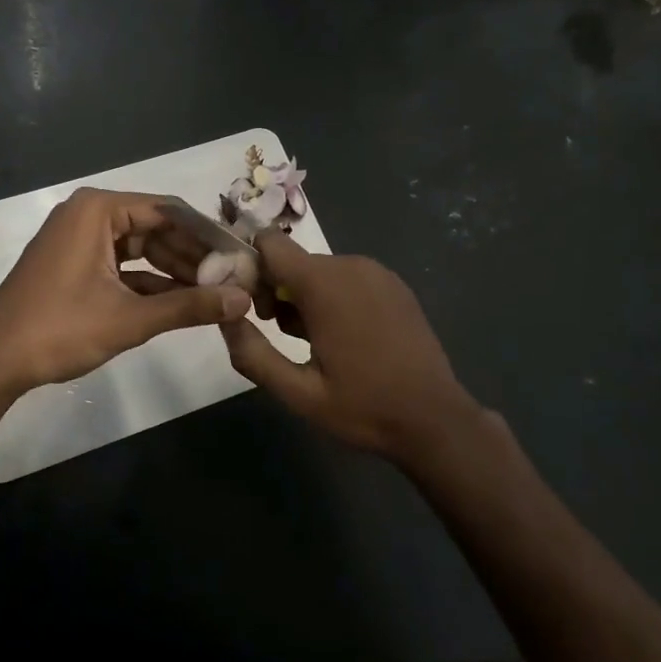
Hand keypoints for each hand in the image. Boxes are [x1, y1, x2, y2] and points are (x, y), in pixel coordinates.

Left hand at [0, 188, 251, 394]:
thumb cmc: (59, 329)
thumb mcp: (130, 318)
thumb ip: (189, 307)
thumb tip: (243, 301)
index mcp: (99, 209)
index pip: (169, 211)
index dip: (207, 235)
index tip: (241, 256)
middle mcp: (90, 214)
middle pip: (157, 228)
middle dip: (193, 256)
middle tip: (233, 279)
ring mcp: (81, 239)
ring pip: (142, 248)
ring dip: (175, 271)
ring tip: (216, 292)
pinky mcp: (76, 263)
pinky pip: (123, 264)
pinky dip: (150, 283)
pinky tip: (183, 303)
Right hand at [219, 231, 484, 465]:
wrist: (435, 419)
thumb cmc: (363, 407)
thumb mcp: (298, 393)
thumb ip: (252, 353)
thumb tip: (225, 317)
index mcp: (324, 283)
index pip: (269, 242)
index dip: (250, 266)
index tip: (250, 304)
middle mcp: (350, 264)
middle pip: (294, 260)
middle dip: (277, 290)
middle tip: (283, 335)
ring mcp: (377, 272)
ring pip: (320, 270)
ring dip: (306, 297)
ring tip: (316, 344)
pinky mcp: (393, 284)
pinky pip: (347, 277)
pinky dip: (335, 297)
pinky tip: (346, 337)